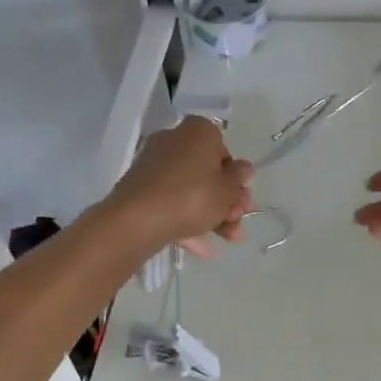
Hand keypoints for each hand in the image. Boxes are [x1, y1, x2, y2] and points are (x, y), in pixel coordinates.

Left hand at [107, 116, 253, 256]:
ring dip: (212, 215)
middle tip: (237, 221)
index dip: (235, 176)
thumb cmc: (193, 197)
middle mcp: (174, 140)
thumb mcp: (228, 190)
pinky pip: (171, 202)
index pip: (224, 149)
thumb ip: (239, 178)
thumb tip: (243, 168)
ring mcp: (154, 164)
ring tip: (227, 239)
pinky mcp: (141, 188)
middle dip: (226, 200)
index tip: (240, 197)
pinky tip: (202, 248)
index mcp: (199, 132)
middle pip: (207, 172)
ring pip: (191, 190)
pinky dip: (187, 221)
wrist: (137, 220)